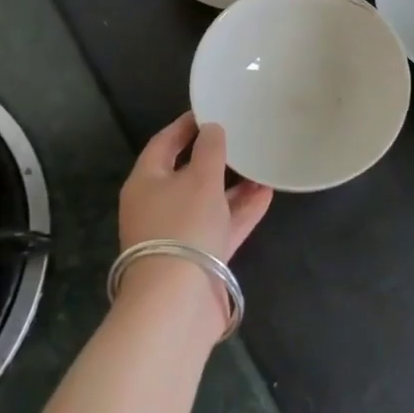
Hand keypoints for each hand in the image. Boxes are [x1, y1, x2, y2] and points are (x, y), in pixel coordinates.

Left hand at [117, 113, 272, 325]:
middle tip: (242, 137)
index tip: (211, 110)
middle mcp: (158, 206)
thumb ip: (210, 149)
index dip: (186, 125)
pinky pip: (222, 224)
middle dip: (215, 157)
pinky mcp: (199, 257)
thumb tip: (212, 129)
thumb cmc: (183, 227)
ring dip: (234, 184)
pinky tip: (267, 193)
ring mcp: (179, 234)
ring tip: (262, 164)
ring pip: (209, 200)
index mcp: (146, 182)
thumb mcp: (200, 178)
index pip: (164, 143)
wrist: (177, 302)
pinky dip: (241, 209)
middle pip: (187, 173)